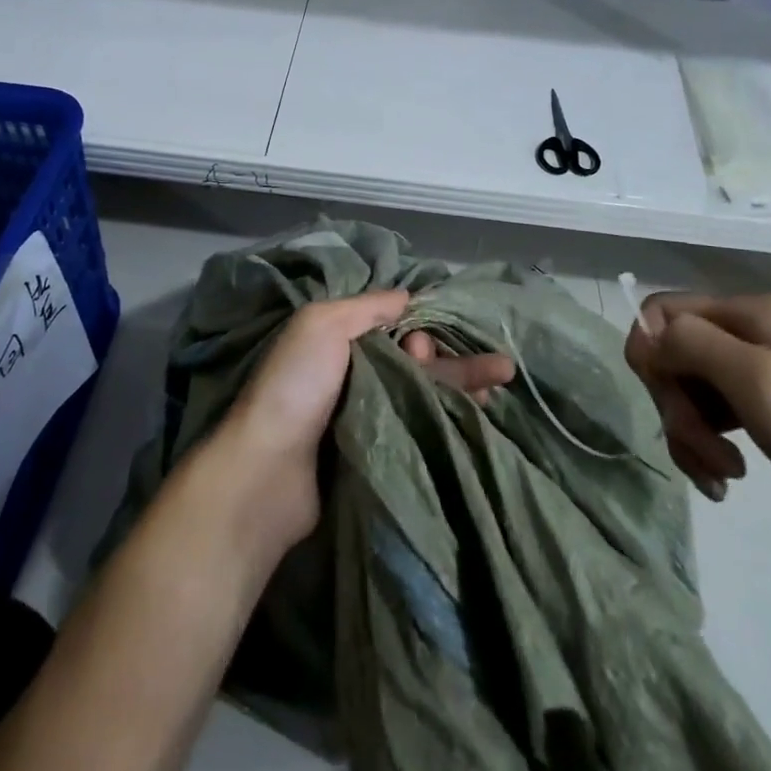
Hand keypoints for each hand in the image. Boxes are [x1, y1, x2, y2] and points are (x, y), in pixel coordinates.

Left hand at [221, 291, 515, 547]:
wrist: (268, 473)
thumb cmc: (296, 385)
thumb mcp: (323, 324)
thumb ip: (368, 307)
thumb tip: (408, 297)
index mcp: (340, 342)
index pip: (396, 329)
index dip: (421, 331)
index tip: (424, 347)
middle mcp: (356, 376)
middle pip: (417, 363)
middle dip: (455, 360)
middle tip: (499, 367)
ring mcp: (368, 418)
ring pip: (424, 395)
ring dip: (463, 387)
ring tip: (502, 384)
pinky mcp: (378, 455)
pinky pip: (420, 429)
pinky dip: (449, 420)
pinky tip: (481, 417)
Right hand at [624, 293, 770, 556]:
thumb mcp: (756, 379)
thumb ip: (692, 344)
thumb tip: (647, 334)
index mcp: (747, 313)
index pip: (661, 311)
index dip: (650, 352)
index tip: (663, 397)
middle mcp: (748, 333)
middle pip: (673, 356)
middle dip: (676, 405)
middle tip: (702, 450)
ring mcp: (759, 372)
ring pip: (688, 390)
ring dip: (690, 434)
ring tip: (721, 474)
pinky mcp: (766, 409)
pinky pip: (712, 418)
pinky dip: (708, 447)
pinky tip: (725, 479)